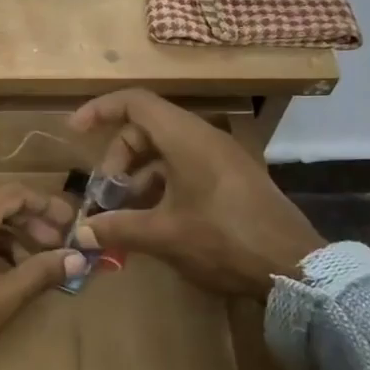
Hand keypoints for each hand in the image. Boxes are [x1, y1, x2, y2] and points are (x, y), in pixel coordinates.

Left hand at [0, 183, 85, 367]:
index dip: (46, 206)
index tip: (70, 223)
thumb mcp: (2, 297)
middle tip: (56, 245)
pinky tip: (3, 271)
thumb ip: (40, 272)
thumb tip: (76, 258)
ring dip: (9, 236)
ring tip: (34, 262)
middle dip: (30, 222)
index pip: (15, 194)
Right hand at [69, 90, 325, 299]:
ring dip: (137, 177)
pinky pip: (183, 168)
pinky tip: (151, 221)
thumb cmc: (225, 240)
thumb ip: (118, 228)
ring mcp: (220, 158)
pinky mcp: (230, 179)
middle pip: (146, 129)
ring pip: (164, 152)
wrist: (294, 267)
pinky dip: (159, 186)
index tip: (75, 131)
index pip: (136, 102)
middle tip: (104, 195)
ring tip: (123, 214)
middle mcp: (203, 139)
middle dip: (117, 158)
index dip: (101, 110)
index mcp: (187, 139)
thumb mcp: (164, 235)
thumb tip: (81, 231)